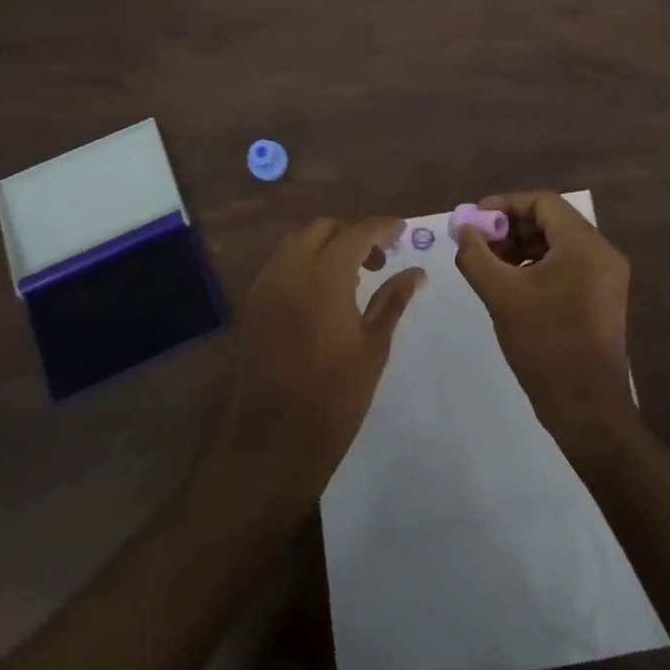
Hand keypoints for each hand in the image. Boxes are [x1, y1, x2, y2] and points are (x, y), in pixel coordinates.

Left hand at [214, 216, 425, 505]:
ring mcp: (266, 285)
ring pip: (298, 243)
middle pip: (323, 229)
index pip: (357, 231)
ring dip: (326, 246)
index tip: (402, 231)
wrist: (272, 443)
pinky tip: (321, 295)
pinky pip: (281, 265)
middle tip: (378, 261)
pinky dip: (304, 263)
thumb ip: (393, 301)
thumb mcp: (373, 347)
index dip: (382, 227)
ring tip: (351, 278)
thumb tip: (417, 272)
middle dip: (353, 234)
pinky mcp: (253, 304)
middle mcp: (290, 269)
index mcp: (324, 275)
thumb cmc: (333, 397)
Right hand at [454, 191, 636, 456]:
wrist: (588, 410)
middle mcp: (602, 253)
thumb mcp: (501, 296)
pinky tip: (512, 285)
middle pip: (551, 220)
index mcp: (585, 245)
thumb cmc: (545, 345)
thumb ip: (476, 255)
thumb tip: (463, 229)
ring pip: (558, 243)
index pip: (543, 202)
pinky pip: (567, 265)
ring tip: (490, 266)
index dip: (505, 205)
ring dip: (522, 246)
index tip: (475, 221)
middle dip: (511, 227)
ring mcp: (606, 277)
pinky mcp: (602, 299)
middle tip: (479, 244)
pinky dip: (537, 266)